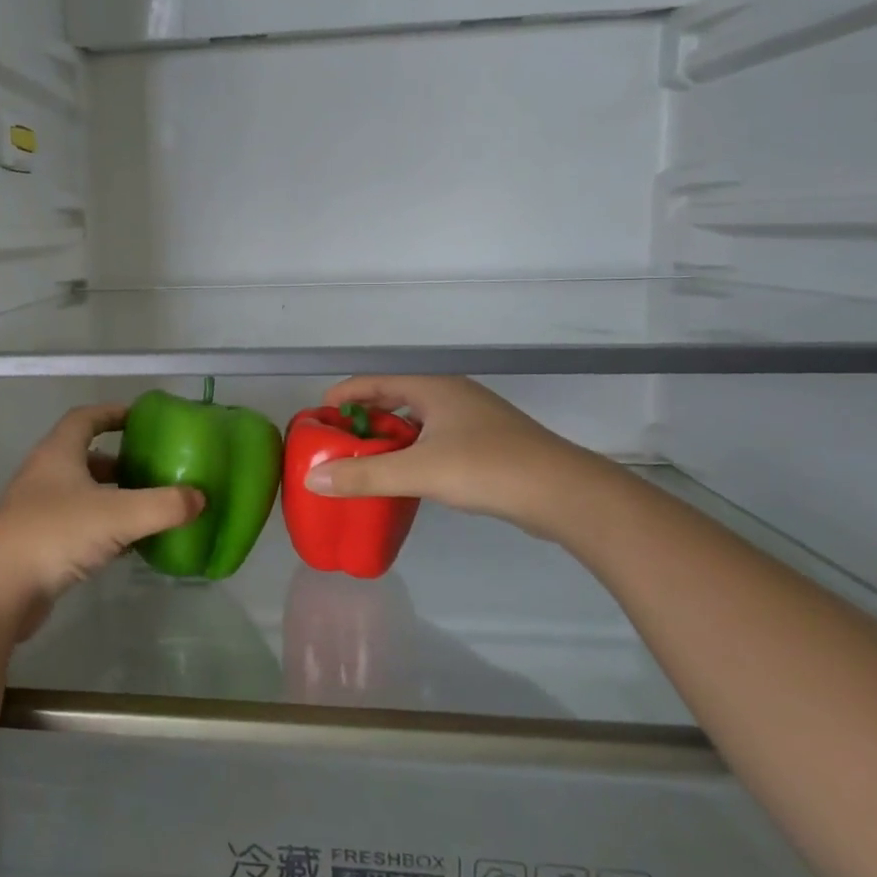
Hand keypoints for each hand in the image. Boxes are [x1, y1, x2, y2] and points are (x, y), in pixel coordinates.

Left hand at [0, 404, 203, 633]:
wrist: (0, 589)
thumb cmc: (56, 534)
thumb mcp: (119, 515)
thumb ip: (164, 505)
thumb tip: (200, 498)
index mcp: (58, 454)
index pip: (85, 419)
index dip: (112, 413)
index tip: (141, 418)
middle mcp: (44, 475)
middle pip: (85, 457)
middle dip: (119, 461)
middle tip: (153, 469)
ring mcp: (37, 510)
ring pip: (81, 494)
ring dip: (112, 497)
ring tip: (147, 507)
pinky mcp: (37, 543)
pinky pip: (77, 525)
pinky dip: (102, 528)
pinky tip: (127, 545)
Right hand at [302, 377, 606, 537]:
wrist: (565, 494)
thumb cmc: (487, 469)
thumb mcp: (418, 471)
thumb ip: (363, 475)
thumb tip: (311, 479)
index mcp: (433, 388)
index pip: (373, 381)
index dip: (342, 397)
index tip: (316, 420)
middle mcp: (452, 396)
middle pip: (393, 400)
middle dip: (362, 421)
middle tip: (336, 446)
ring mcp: (473, 420)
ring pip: (416, 423)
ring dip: (388, 440)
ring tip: (363, 464)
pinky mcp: (488, 446)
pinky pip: (435, 442)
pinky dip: (412, 453)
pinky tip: (406, 478)